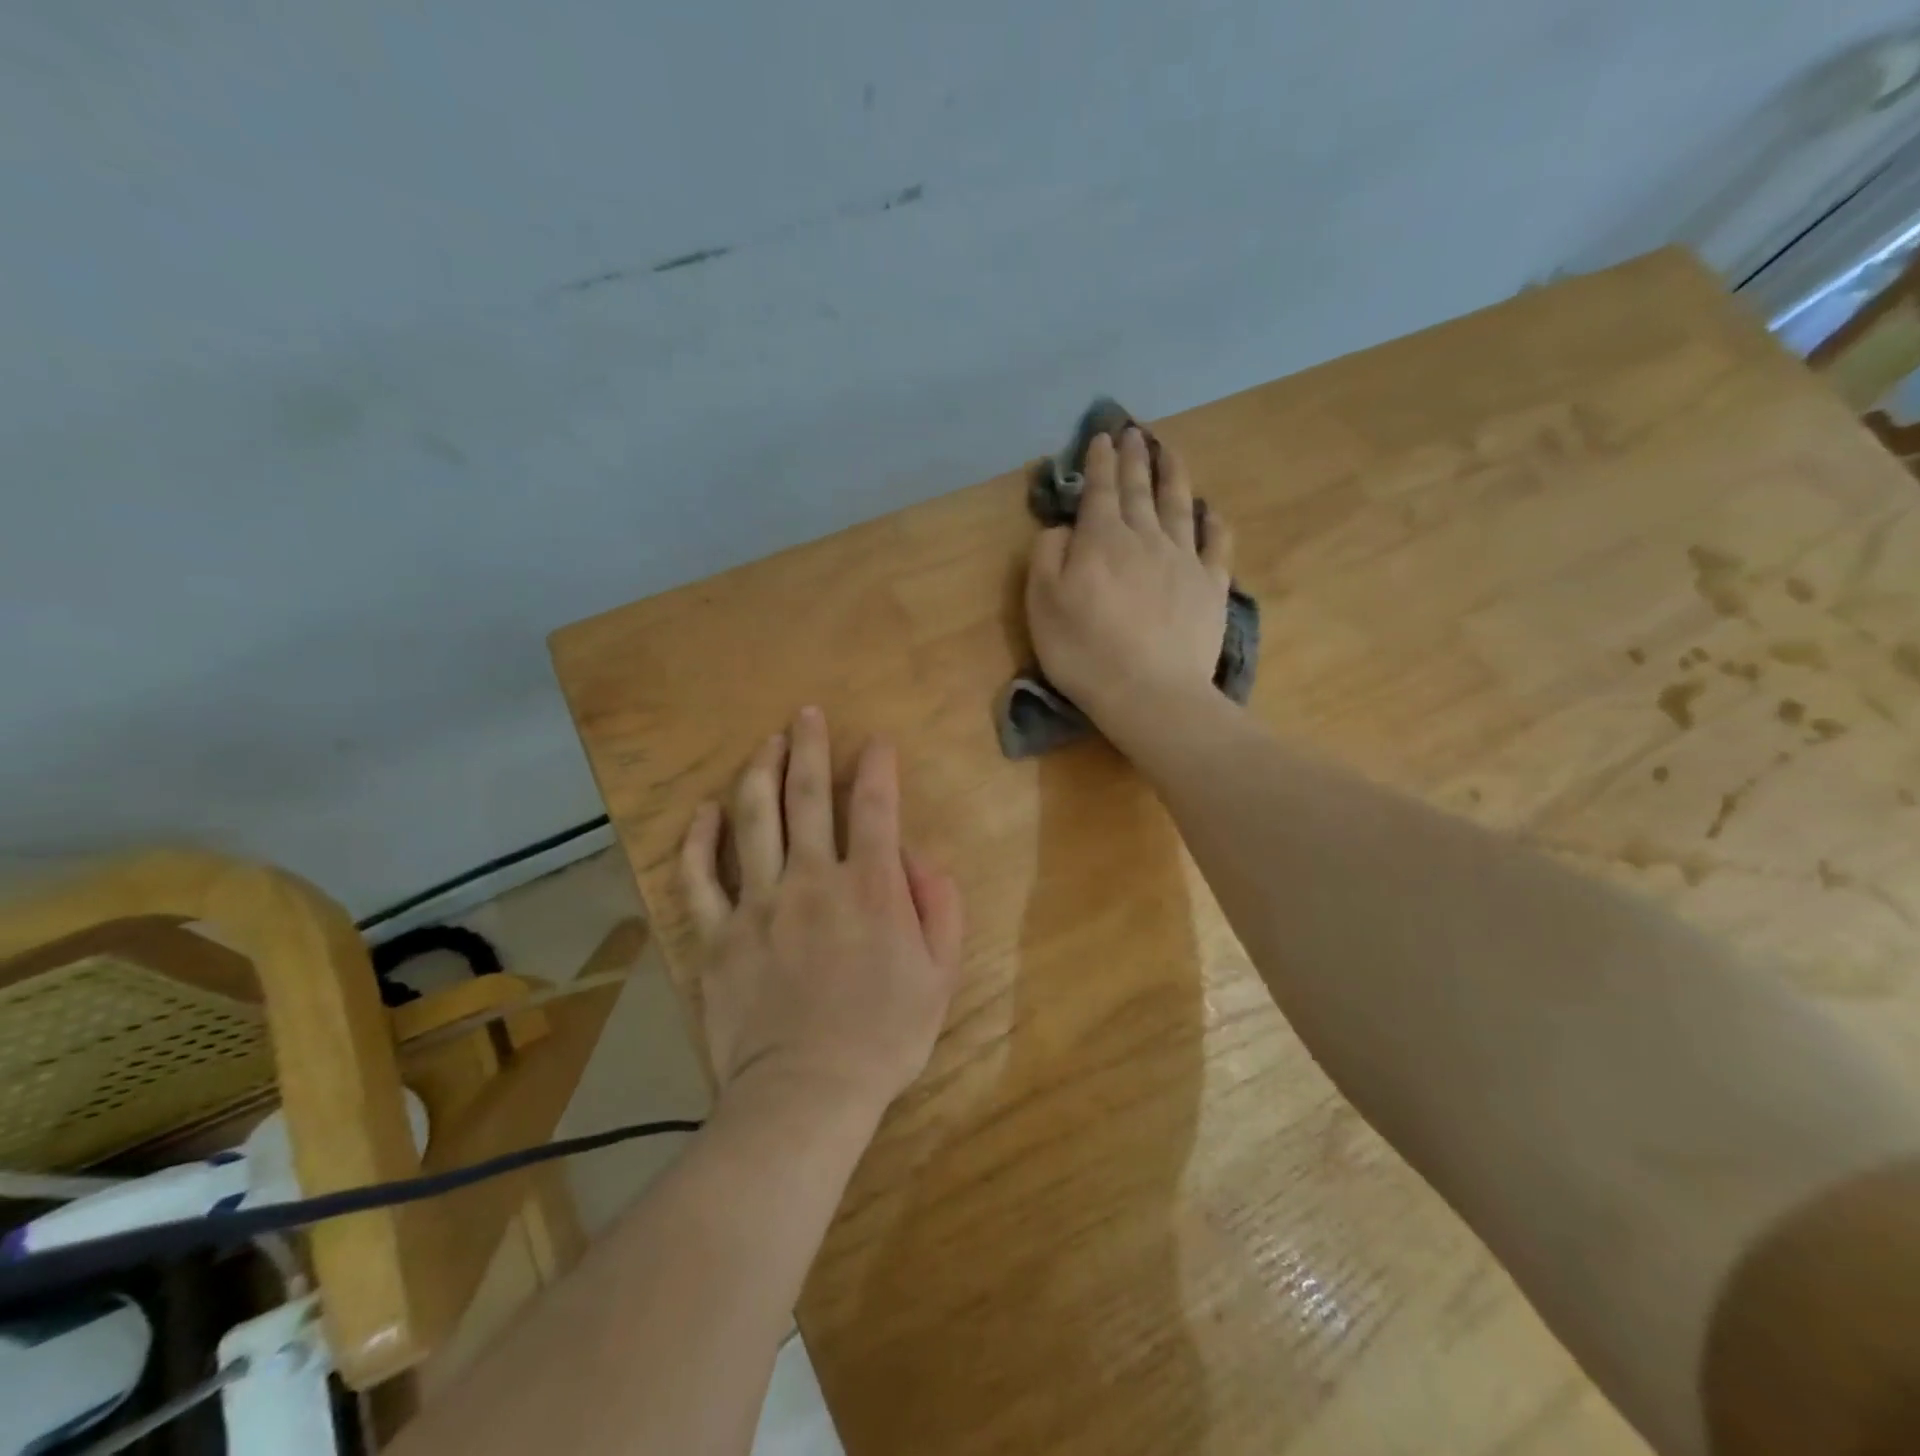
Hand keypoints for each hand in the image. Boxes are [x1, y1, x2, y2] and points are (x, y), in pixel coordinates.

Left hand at [679, 707, 964, 1117]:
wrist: (806, 1093)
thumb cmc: (883, 1036)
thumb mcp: (941, 975)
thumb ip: (939, 906)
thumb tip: (917, 856)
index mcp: (869, 886)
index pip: (874, 806)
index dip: (877, 766)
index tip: (875, 742)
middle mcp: (812, 879)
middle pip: (807, 796)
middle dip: (810, 747)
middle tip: (807, 713)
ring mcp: (759, 903)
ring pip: (752, 819)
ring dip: (759, 772)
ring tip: (764, 743)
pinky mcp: (718, 934)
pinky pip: (700, 877)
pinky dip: (698, 839)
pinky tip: (704, 812)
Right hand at [1026, 428, 1233, 744]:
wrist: (1150, 691)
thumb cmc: (1084, 651)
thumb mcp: (1042, 604)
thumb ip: (1047, 556)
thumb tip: (1064, 528)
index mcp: (1101, 540)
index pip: (1099, 491)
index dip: (1098, 463)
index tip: (1102, 437)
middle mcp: (1144, 538)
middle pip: (1139, 490)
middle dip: (1134, 459)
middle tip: (1133, 433)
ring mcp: (1183, 559)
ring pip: (1178, 505)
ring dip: (1173, 475)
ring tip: (1170, 452)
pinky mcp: (1211, 586)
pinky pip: (1215, 544)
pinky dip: (1212, 523)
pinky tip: (1210, 511)